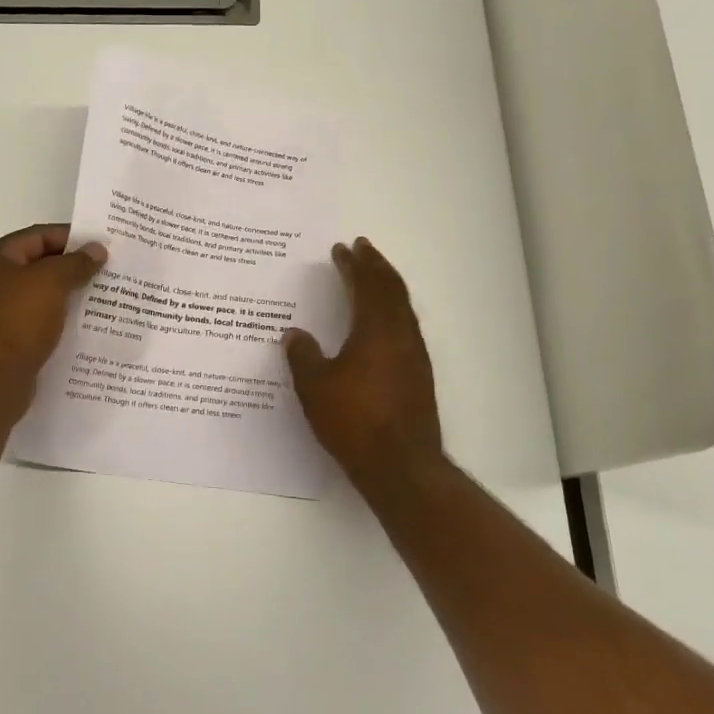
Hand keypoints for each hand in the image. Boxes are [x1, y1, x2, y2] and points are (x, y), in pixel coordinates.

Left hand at [0, 224, 105, 383]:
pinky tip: (83, 322)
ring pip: (39, 293)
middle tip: (106, 269)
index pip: (37, 235)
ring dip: (67, 292)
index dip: (71, 237)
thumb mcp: (52, 282)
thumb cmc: (19, 321)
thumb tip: (97, 249)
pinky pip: (37, 318)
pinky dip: (58, 316)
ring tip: (101, 294)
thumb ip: (76, 262)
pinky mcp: (5, 337)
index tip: (101, 244)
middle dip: (71, 266)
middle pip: (37, 263)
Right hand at [284, 238, 442, 489]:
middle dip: (376, 265)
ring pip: (402, 307)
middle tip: (362, 247)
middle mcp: (401, 334)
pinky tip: (381, 321)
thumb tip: (294, 334)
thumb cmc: (354, 421)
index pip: (365, 285)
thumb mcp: (315, 387)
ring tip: (372, 275)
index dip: (353, 264)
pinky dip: (392, 309)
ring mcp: (414, 355)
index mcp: (376, 330)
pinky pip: (406, 326)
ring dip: (387, 286)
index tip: (342, 248)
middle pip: (391, 289)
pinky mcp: (419, 374)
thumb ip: (303, 356)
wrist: (401, 466)